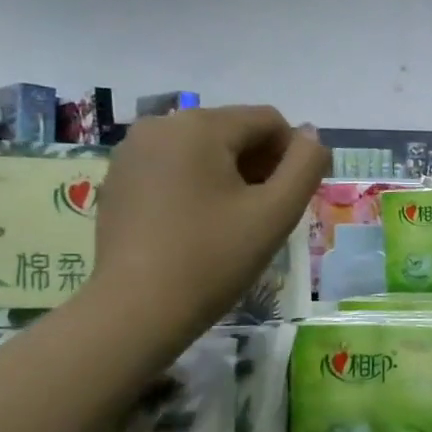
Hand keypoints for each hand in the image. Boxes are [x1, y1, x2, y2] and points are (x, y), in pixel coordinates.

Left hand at [91, 105, 328, 334]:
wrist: (137, 311)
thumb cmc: (214, 258)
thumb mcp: (276, 212)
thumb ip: (306, 165)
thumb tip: (312, 136)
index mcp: (199, 126)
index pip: (269, 121)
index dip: (293, 157)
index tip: (291, 200)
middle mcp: (160, 125)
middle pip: (234, 131)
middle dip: (260, 166)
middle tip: (266, 215)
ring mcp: (132, 152)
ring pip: (204, 149)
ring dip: (232, 177)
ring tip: (234, 223)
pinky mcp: (119, 180)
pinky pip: (175, 167)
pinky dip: (198, 186)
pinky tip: (199, 227)